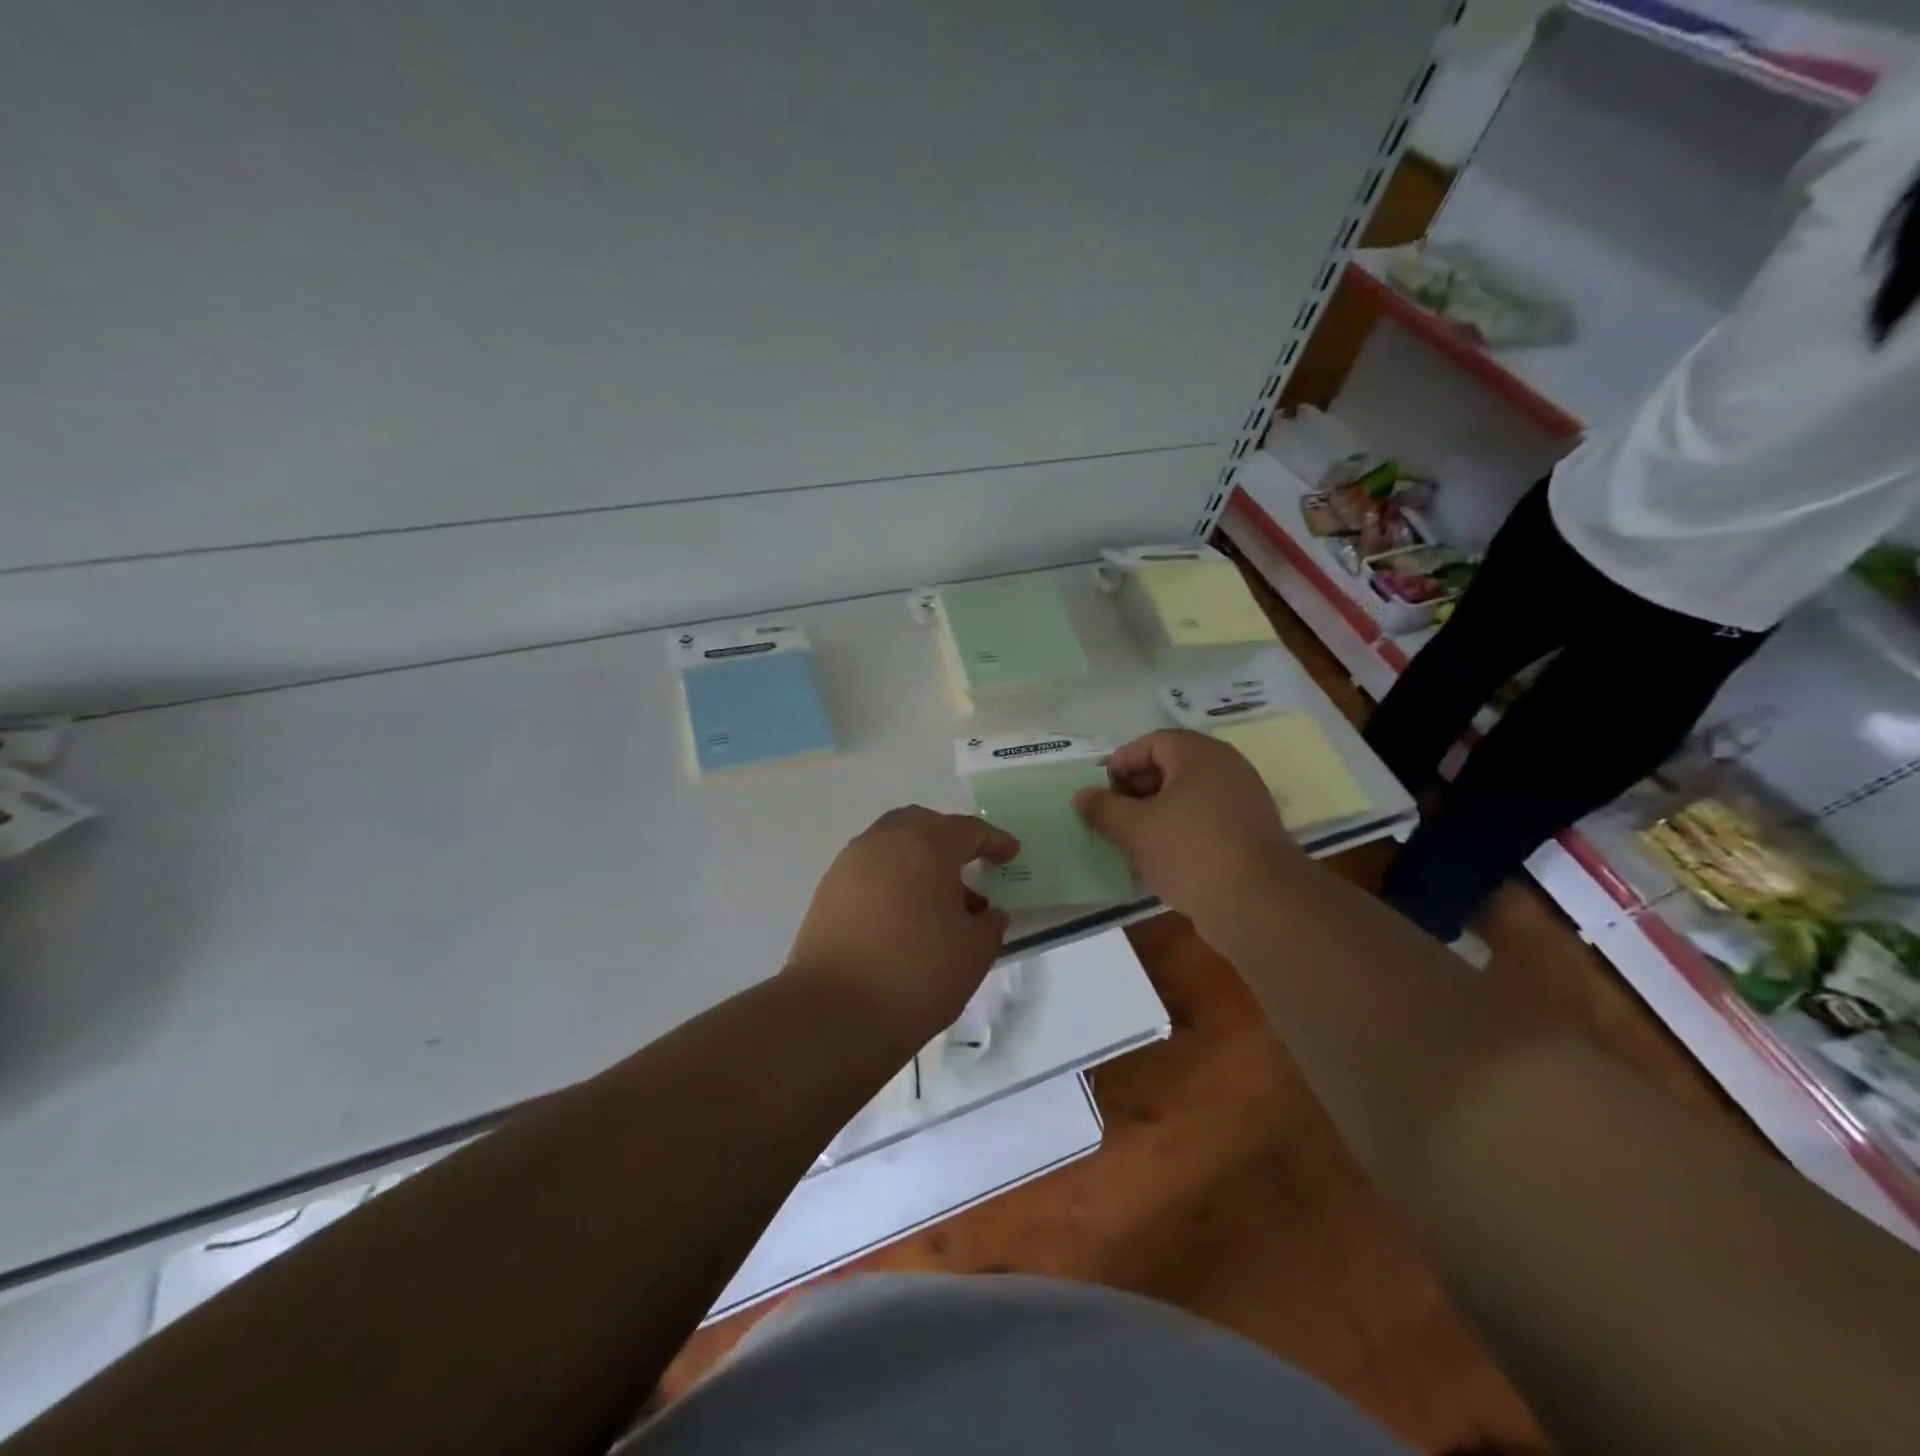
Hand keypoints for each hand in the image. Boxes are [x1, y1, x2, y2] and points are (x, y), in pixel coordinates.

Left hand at [782, 807, 1019, 1053]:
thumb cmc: (917, 972)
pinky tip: (904, 919)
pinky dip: (892, 883)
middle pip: (921, 826)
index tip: (1010, 853)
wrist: (833, 1014)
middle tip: (968, 866)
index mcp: (924, 844)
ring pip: (891, 848)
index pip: (967, 830)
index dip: (993, 841)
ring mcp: (848, 866)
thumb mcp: (974, 951)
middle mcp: (882, 842)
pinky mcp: (826, 894)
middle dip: (948, 841)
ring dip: (917, 864)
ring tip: (938, 904)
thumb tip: (986, 913)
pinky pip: (869, 874)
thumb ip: (989, 924)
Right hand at [1073, 729, 1300, 931]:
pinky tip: (1159, 859)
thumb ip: (1104, 808)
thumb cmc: (1190, 851)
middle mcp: (1225, 768)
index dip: (1121, 763)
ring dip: (1155, 814)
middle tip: (1111, 816)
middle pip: (1170, 767)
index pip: (1151, 743)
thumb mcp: (1135, 828)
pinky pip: (1204, 820)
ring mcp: (1242, 801)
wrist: (1259, 904)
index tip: (1099, 792)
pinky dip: (1179, 832)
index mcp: (1199, 754)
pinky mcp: (1249, 833)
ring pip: (1187, 797)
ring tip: (1130, 840)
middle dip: (1135, 790)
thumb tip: (1081, 795)